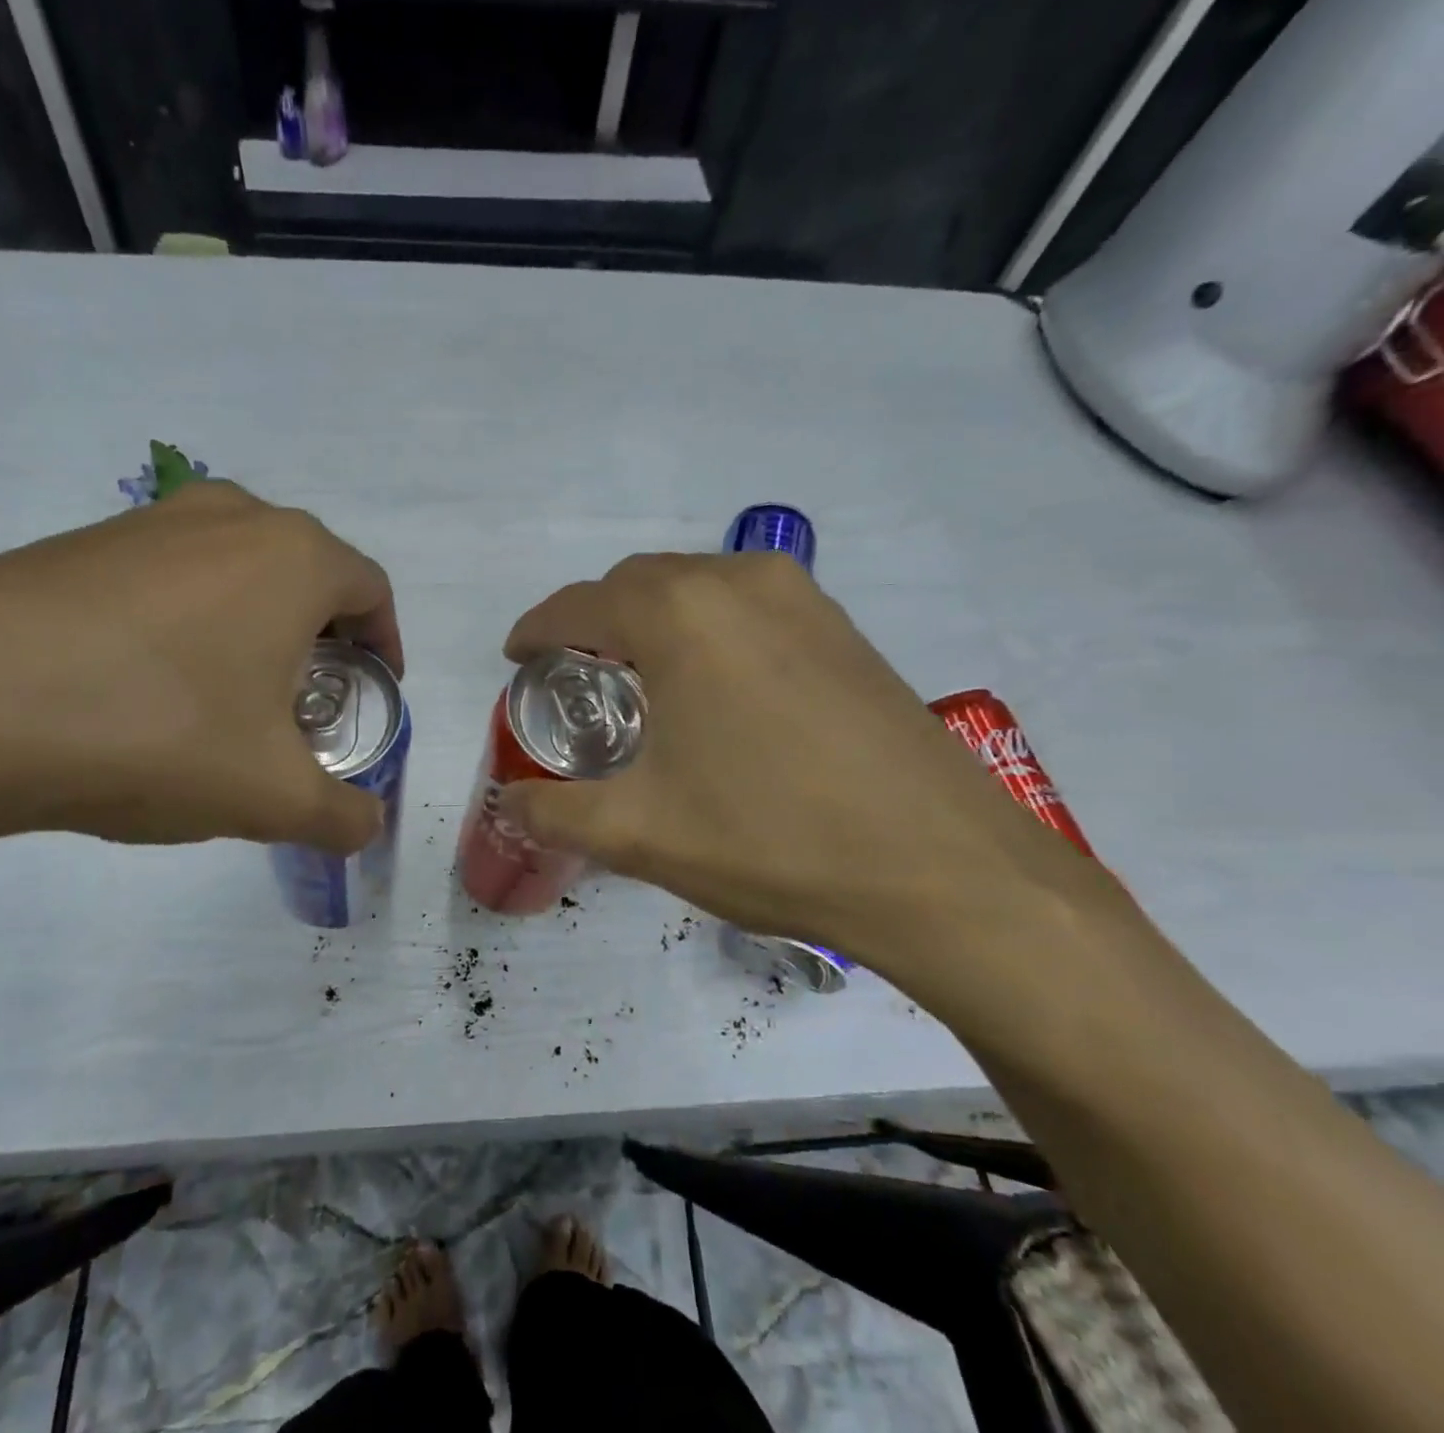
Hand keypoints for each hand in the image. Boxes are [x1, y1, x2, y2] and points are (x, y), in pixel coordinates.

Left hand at [0, 481, 402, 858]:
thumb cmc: (151, 732)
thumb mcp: (270, 796)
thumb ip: (341, 817)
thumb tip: (366, 826)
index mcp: (293, 558)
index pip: (372, 590)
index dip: (386, 644)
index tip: (374, 692)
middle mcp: (230, 518)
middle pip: (307, 575)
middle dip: (322, 638)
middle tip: (308, 702)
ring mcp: (147, 521)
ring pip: (236, 572)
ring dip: (254, 627)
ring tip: (230, 698)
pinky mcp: (78, 542)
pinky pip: (168, 578)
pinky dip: (187, 623)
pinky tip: (148, 688)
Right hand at [497, 552, 1115, 981]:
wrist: (945, 872)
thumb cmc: (771, 839)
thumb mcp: (639, 834)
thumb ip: (554, 812)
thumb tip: (510, 803)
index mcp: (680, 614)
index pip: (579, 604)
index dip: (537, 629)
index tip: (516, 657)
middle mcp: (739, 582)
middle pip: (637, 583)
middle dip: (592, 621)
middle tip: (573, 676)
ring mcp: (802, 599)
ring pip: (695, 588)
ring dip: (651, 621)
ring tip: (638, 680)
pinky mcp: (843, 628)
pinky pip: (746, 607)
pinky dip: (705, 629)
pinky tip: (712, 689)